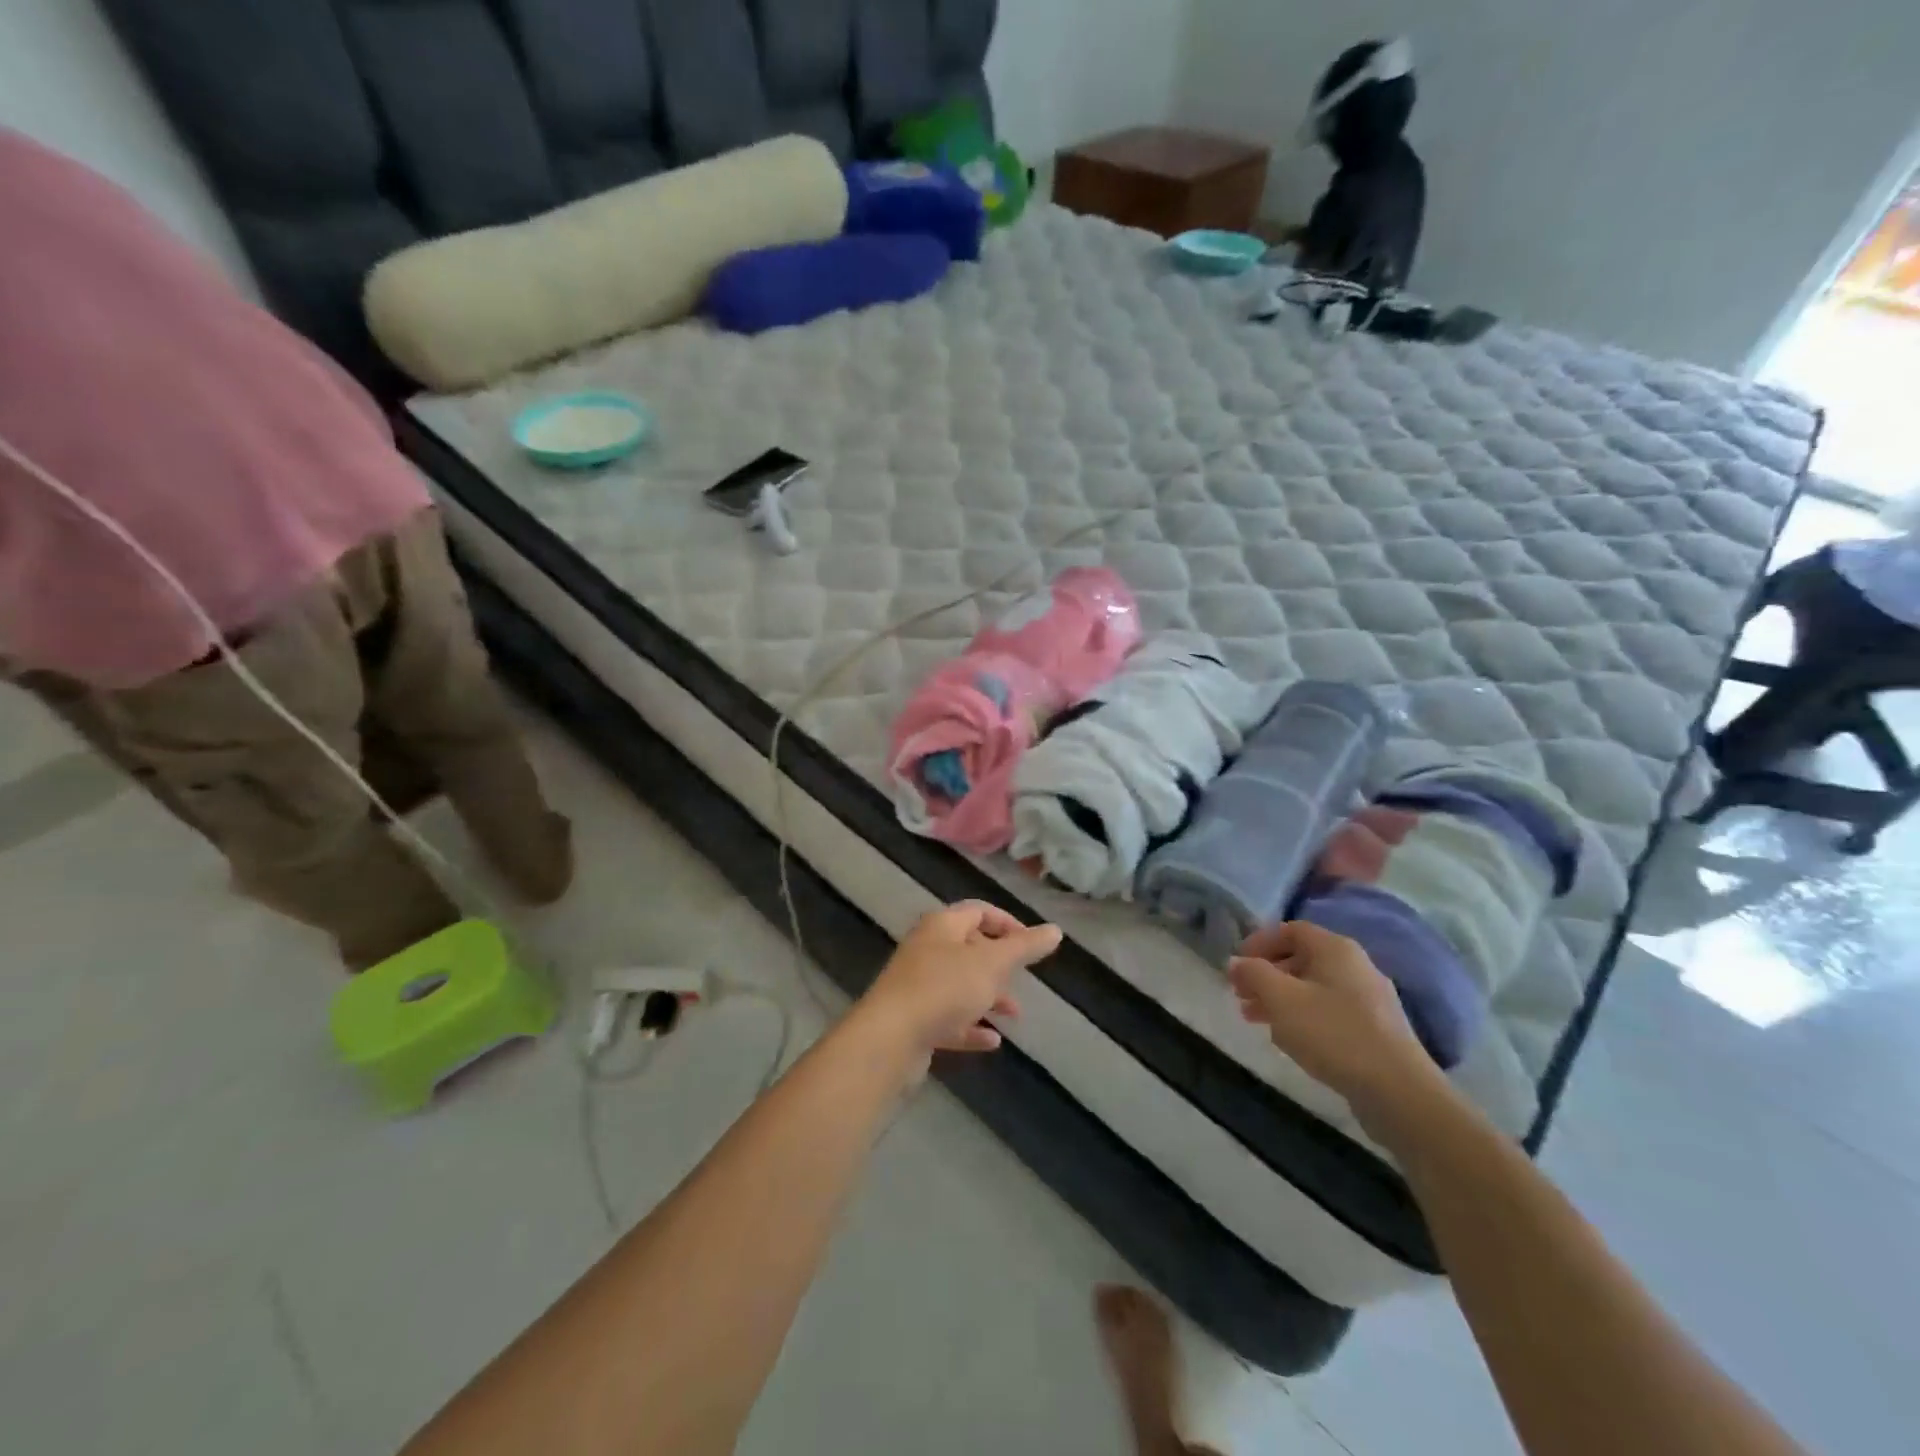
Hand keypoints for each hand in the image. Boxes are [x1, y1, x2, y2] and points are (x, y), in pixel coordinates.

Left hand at [861, 902, 1061, 1056]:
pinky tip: (992, 1041)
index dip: (1008, 923)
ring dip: (988, 997)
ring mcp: (917, 986)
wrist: (889, 1039)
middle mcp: (926, 950)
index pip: (979, 911)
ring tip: (1014, 1015)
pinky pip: (948, 1018)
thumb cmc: (944, 988)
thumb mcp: (992, 964)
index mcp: (942, 926)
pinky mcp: (913, 1020)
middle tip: (1021, 980)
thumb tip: (1055, 930)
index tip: (1032, 945)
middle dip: (999, 965)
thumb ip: (1024, 948)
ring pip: (960, 985)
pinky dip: (971, 1026)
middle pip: (968, 948)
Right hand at [1229, 922, 1444, 1128]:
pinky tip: (1289, 1039)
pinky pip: (1329, 1011)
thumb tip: (1236, 962)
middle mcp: (1355, 965)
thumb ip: (1253, 973)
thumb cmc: (1333, 1034)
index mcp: (1335, 949)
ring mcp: (1369, 998)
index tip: (1236, 965)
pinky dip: (1303, 1017)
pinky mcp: (1375, 1029)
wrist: (1398, 1091)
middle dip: (1266, 975)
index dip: (1258, 942)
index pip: (1290, 930)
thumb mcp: (1281, 999)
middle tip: (1240, 995)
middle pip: (1301, 958)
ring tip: (1255, 1019)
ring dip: (1280, 998)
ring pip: (1313, 987)